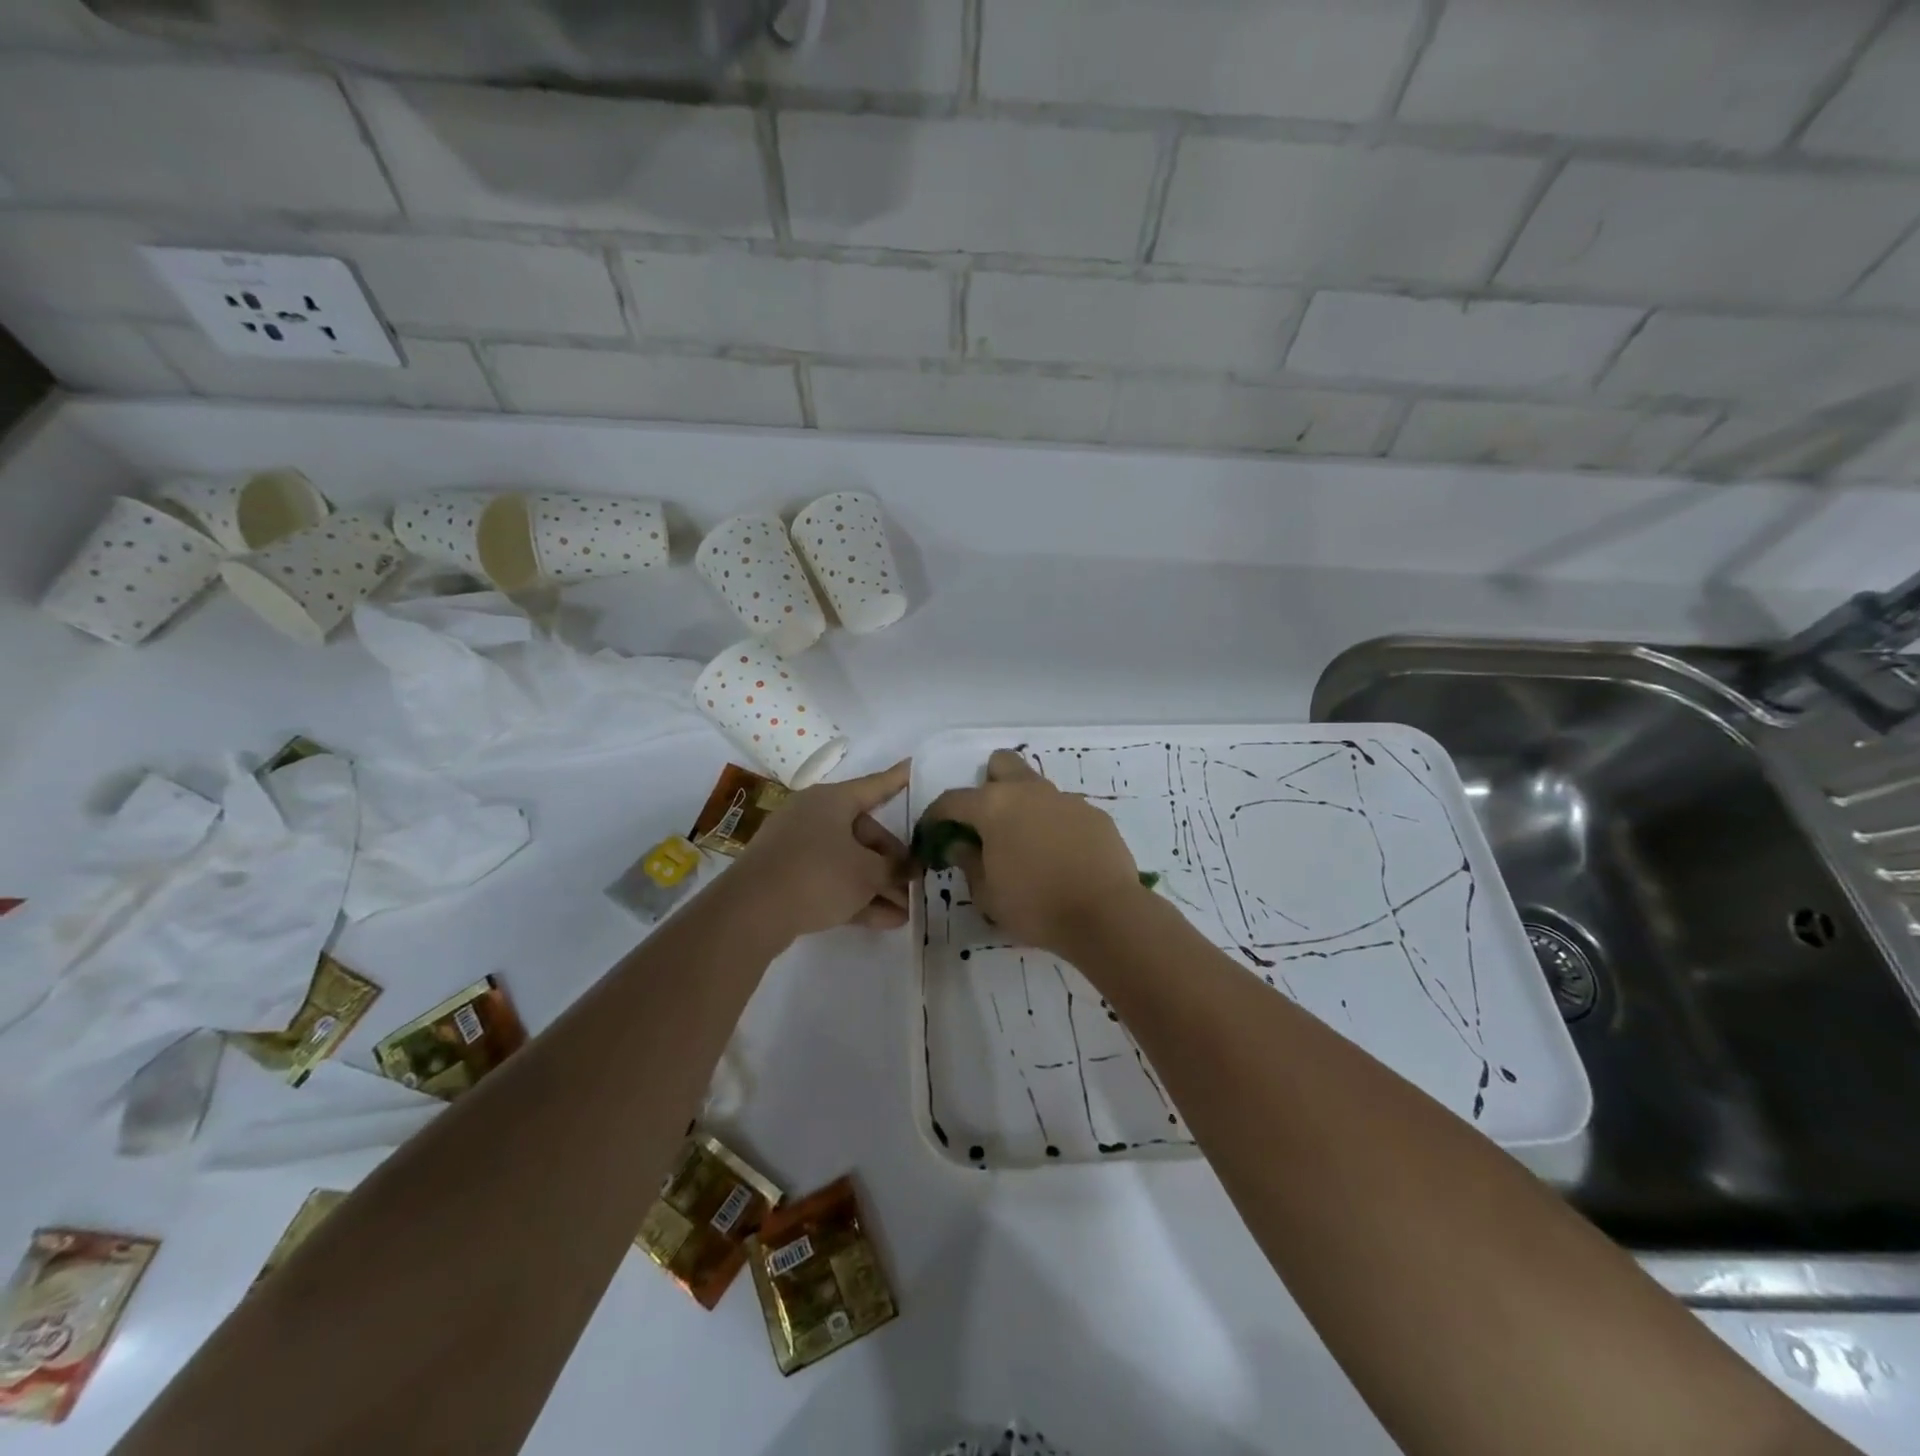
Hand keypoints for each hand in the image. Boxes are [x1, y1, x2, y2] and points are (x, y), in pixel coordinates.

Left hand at [731, 761, 912, 938]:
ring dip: (877, 885)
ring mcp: (797, 847)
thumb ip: (894, 869)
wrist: (751, 912)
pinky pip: (830, 881)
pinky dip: (855, 896)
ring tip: (906, 911)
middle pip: (863, 834)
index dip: (897, 779)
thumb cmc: (817, 875)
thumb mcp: (867, 873)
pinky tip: (884, 921)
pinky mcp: (787, 877)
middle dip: (891, 862)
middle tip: (914, 883)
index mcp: (831, 800)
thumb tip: (909, 869)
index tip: (912, 766)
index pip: (874, 786)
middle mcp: (813, 816)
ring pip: (848, 861)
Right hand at [921, 749, 1144, 954]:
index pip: (953, 800)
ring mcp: (1065, 799)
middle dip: (989, 783)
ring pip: (1036, 787)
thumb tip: (961, 845)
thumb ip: (969, 862)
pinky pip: (1065, 810)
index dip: (937, 815)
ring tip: (1029, 845)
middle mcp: (1029, 791)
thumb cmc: (1035, 905)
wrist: (1104, 913)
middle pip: (1002, 764)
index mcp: (994, 806)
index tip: (933, 832)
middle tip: (988, 821)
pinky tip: (1062, 856)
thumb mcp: (987, 893)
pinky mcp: (1094, 814)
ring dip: (1025, 807)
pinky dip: (1056, 825)